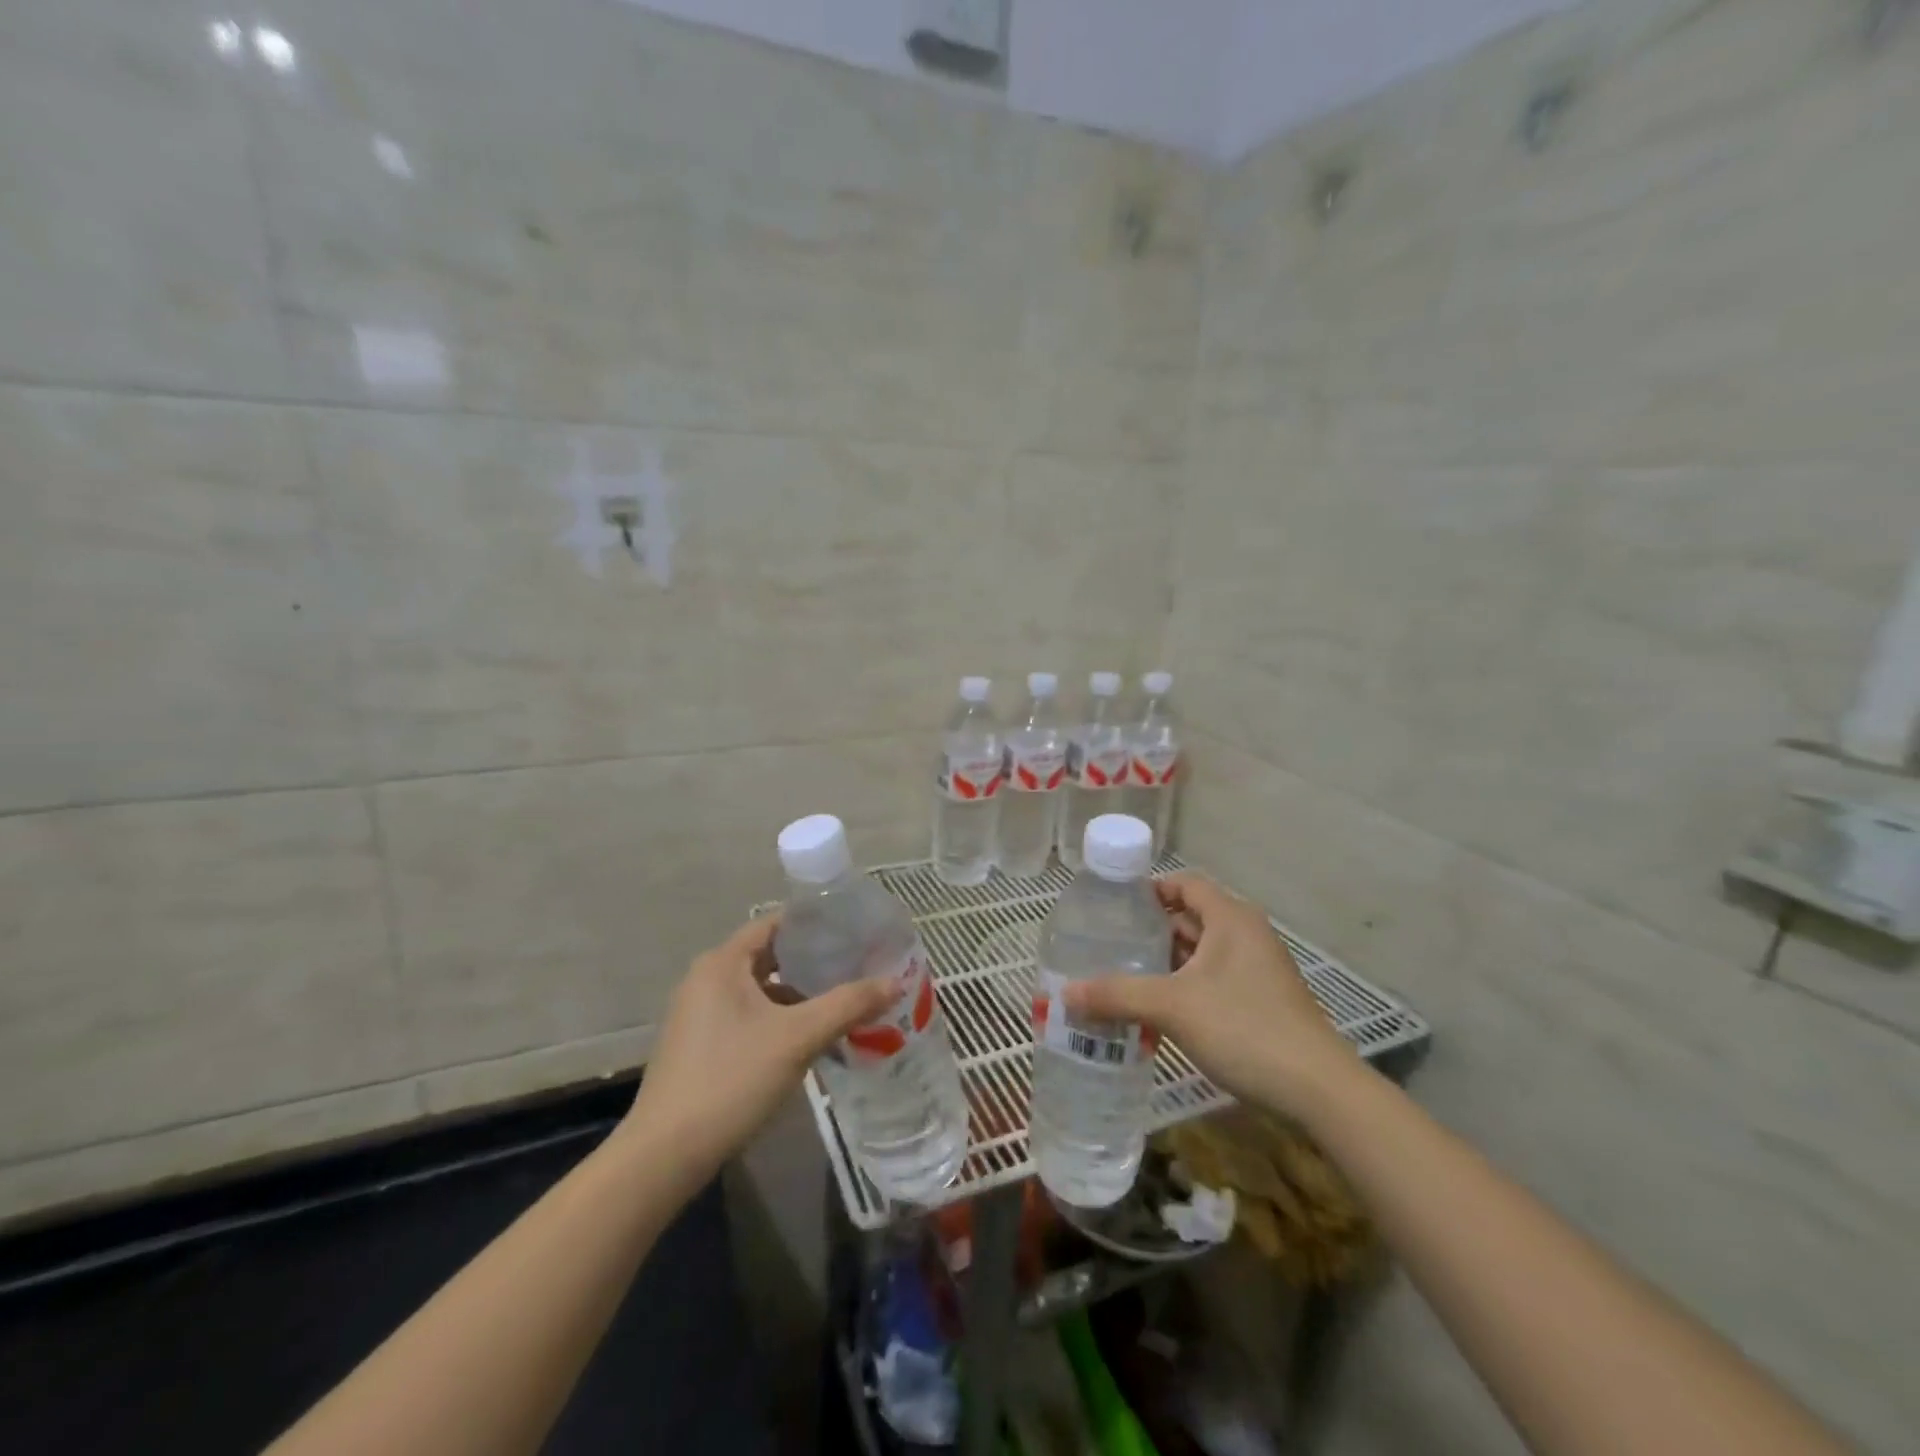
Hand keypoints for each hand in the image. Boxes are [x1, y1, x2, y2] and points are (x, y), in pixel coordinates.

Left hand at [623, 914, 898, 1176]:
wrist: (664, 1156)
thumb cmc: (731, 1079)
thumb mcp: (797, 1038)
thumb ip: (848, 1004)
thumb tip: (895, 981)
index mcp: (722, 963)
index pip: (775, 924)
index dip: (815, 923)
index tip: (854, 929)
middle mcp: (706, 979)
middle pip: (770, 956)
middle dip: (813, 961)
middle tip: (857, 964)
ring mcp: (699, 1014)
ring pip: (760, 990)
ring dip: (799, 994)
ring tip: (843, 1000)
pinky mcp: (700, 1045)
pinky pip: (748, 1016)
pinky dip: (780, 1018)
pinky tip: (810, 1038)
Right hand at [1065, 871, 1360, 1119]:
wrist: (1318, 1091)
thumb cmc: (1245, 1028)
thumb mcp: (1172, 1006)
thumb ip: (1117, 995)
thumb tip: (1064, 995)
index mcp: (1230, 918)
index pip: (1184, 884)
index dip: (1148, 889)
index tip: (1112, 907)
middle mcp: (1246, 935)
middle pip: (1190, 918)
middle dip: (1150, 931)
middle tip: (1107, 945)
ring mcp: (1257, 970)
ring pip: (1201, 954)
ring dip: (1165, 964)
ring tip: (1123, 977)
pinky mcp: (1261, 1002)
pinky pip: (1213, 981)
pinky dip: (1184, 988)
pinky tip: (1157, 1012)